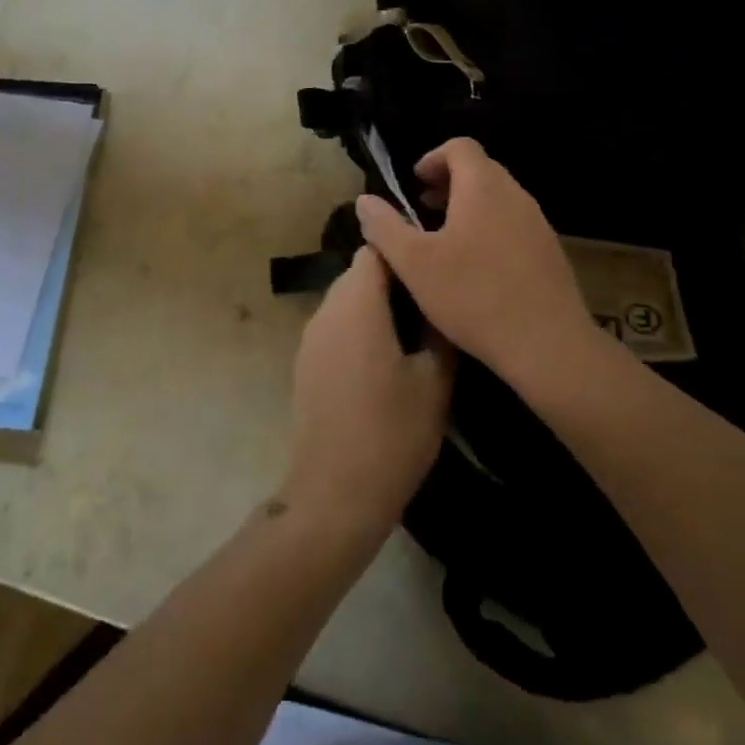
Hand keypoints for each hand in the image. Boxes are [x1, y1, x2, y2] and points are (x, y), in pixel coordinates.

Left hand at [284, 247, 451, 538]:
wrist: (334, 493)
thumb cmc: (392, 433)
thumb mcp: (434, 382)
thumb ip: (438, 329)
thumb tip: (439, 300)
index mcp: (357, 305)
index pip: (374, 251)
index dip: (403, 253)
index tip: (432, 269)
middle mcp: (326, 311)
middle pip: (357, 274)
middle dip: (391, 281)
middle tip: (429, 304)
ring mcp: (309, 337)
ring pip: (344, 300)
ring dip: (374, 306)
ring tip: (411, 332)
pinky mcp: (304, 362)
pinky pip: (334, 326)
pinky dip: (357, 329)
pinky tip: (382, 361)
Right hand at [355, 137, 595, 383]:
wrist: (548, 345)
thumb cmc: (474, 296)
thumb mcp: (414, 263)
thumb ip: (385, 227)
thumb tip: (364, 201)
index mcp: (483, 187)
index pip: (460, 146)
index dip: (432, 158)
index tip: (414, 186)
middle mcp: (515, 195)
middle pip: (480, 170)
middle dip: (448, 183)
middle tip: (423, 211)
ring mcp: (537, 223)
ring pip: (498, 198)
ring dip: (468, 207)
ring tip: (445, 241)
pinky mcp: (549, 251)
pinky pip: (513, 223)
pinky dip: (489, 228)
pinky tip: (476, 269)